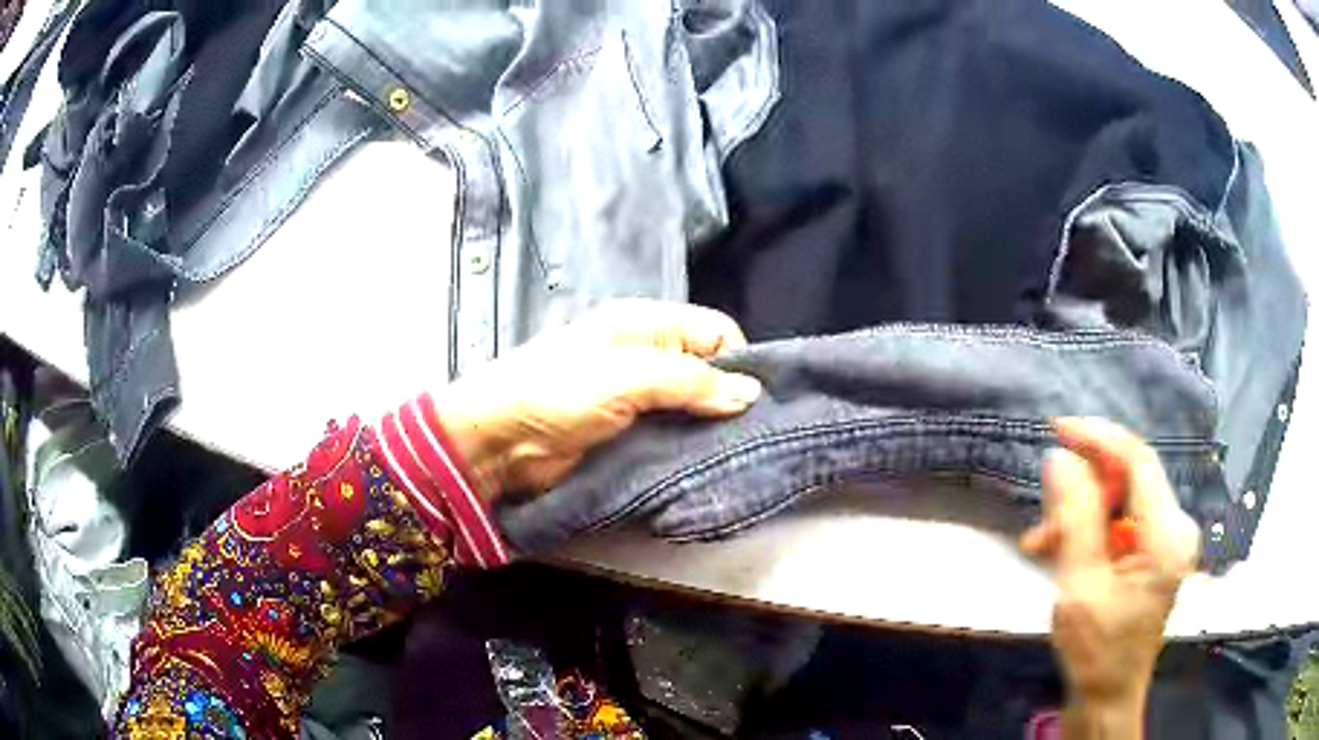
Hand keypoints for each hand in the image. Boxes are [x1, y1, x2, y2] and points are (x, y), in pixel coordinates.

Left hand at [433, 300, 762, 502]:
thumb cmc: (559, 393)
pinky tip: (707, 462)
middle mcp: (649, 354)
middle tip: (752, 435)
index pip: (716, 331)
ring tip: (736, 453)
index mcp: (647, 324)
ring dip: (711, 426)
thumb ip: (689, 380)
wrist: (501, 441)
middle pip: (708, 368)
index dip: (739, 361)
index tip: (755, 403)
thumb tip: (751, 393)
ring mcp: (640, 396)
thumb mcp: (627, 377)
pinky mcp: (631, 432)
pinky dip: (690, 445)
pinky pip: (674, 432)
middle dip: (729, 397)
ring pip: (694, 404)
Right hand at [1020, 418, 1199, 734]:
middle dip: (1083, 493)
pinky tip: (1064, 551)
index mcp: (1167, 536)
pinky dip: (1092, 531)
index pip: (1137, 461)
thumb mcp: (1080, 586)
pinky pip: (1122, 521)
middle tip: (1043, 525)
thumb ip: (1074, 518)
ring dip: (1082, 516)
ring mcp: (1169, 538)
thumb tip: (1059, 457)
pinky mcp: (1158, 550)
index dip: (1099, 437)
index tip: (1058, 429)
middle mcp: (1176, 526)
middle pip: (1128, 481)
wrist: (1108, 696)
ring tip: (1044, 545)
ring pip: (1121, 501)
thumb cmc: (1096, 651)